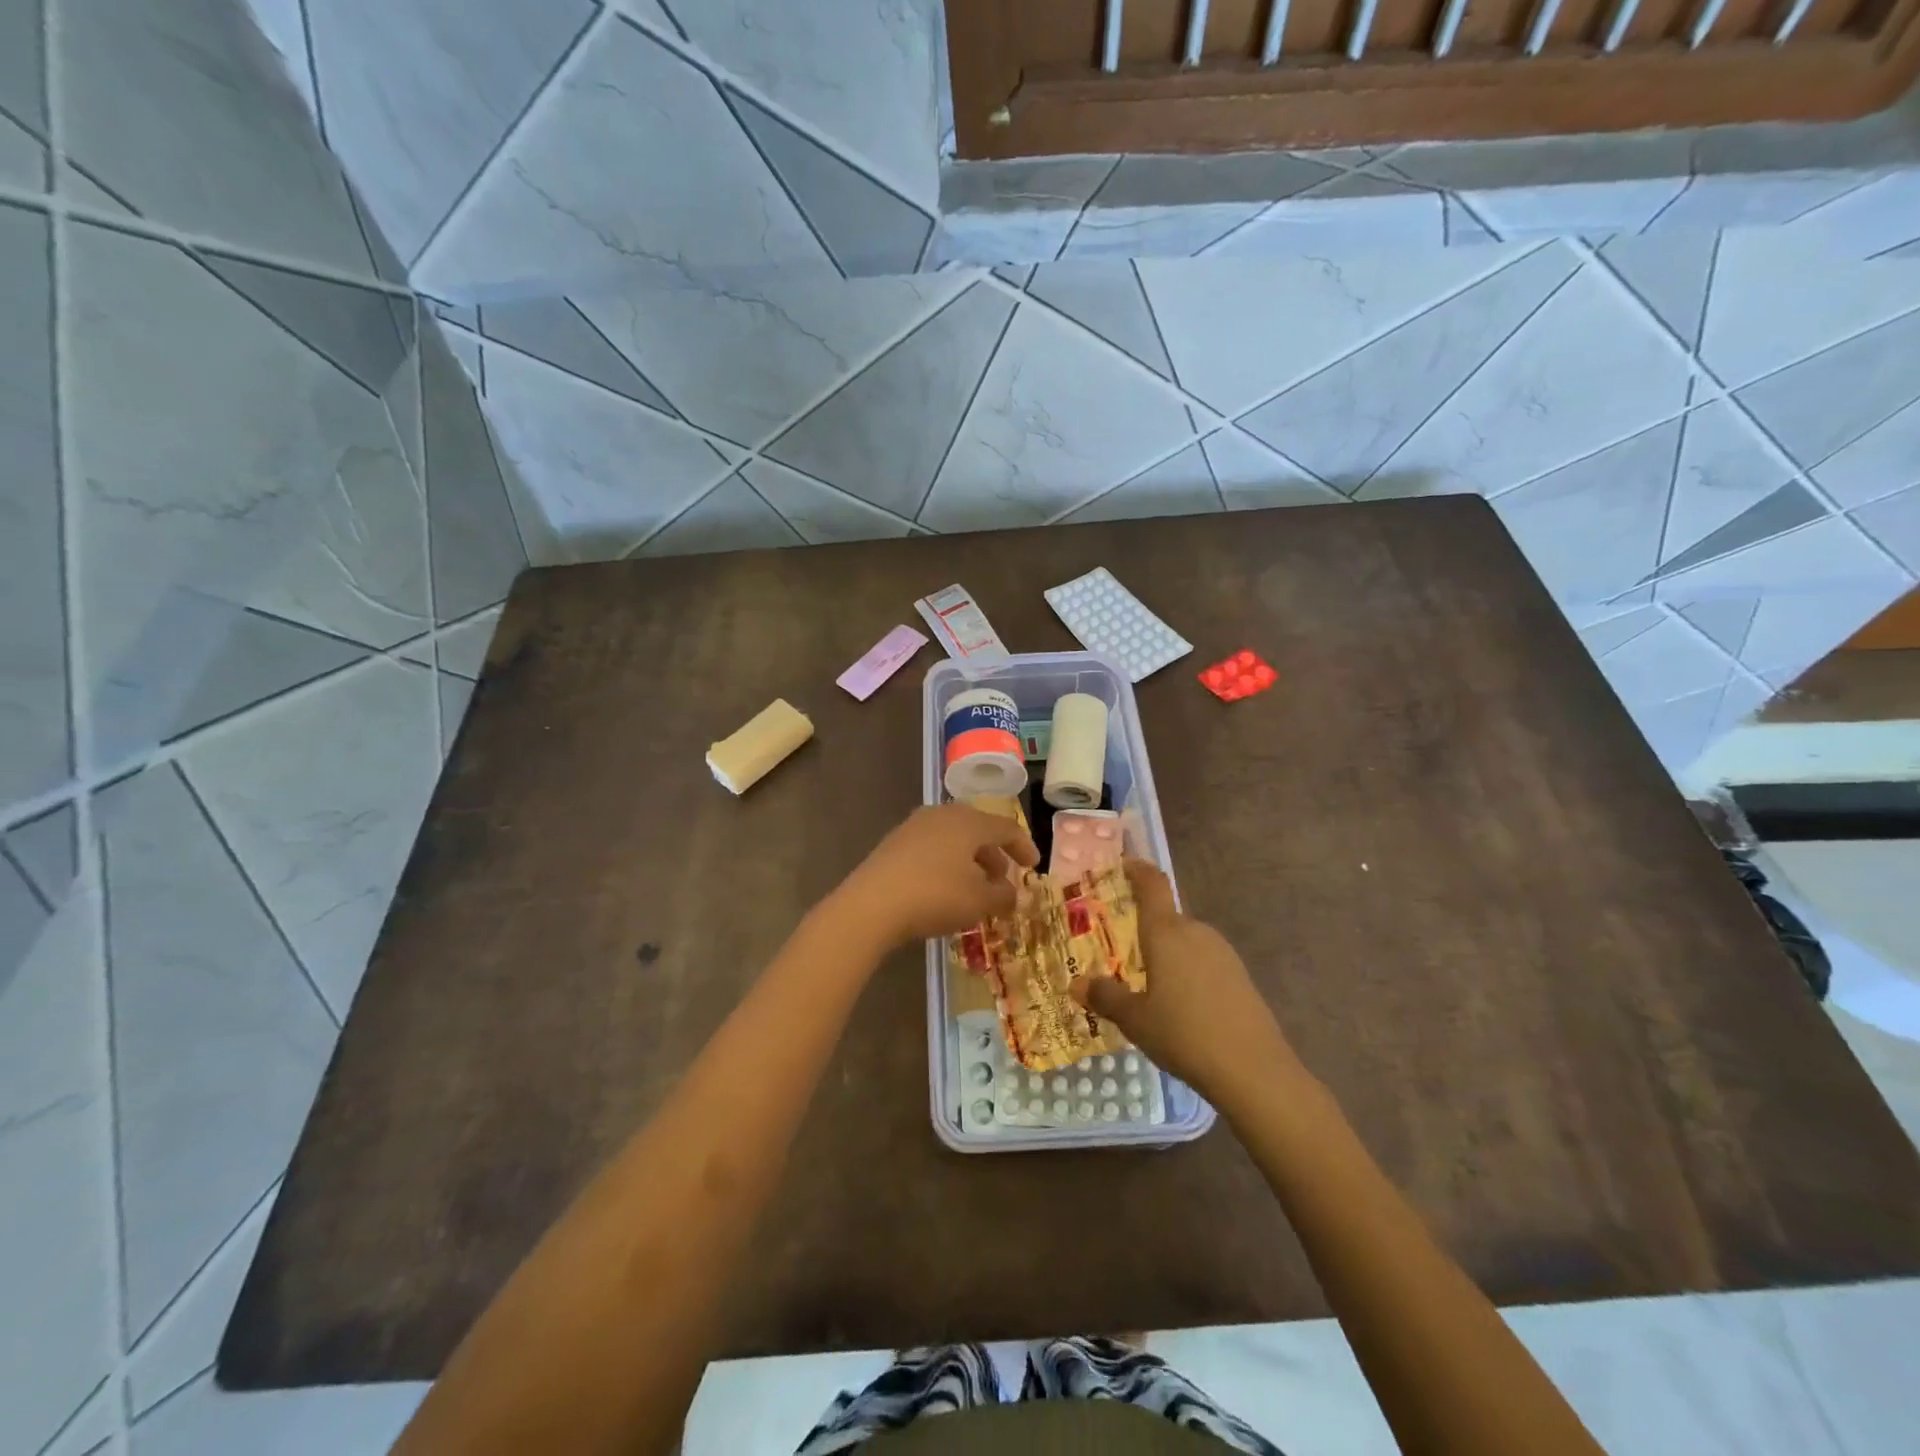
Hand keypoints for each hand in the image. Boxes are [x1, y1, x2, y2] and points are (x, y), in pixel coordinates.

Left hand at [831, 804, 1039, 949]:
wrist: (872, 904)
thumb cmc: (935, 896)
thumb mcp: (979, 902)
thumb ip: (1003, 896)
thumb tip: (1011, 894)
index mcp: (969, 822)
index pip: (1006, 828)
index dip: (1024, 847)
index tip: (1033, 867)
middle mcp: (943, 814)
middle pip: (978, 829)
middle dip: (994, 854)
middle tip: (1002, 879)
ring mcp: (915, 826)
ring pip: (954, 838)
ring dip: (970, 860)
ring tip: (974, 887)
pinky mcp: (894, 842)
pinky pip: (932, 847)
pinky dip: (947, 863)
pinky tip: (944, 888)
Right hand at [1073, 859, 1298, 1099]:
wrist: (1254, 1070)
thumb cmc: (1184, 1034)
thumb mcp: (1135, 1020)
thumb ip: (1105, 997)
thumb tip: (1078, 983)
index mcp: (1166, 933)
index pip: (1153, 885)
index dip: (1138, 870)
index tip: (1124, 865)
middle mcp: (1195, 932)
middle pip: (1167, 918)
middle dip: (1145, 929)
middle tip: (1122, 950)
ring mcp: (1222, 953)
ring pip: (1186, 942)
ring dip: (1167, 953)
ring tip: (1148, 983)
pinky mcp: (1240, 976)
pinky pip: (1203, 961)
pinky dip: (1187, 971)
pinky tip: (1181, 1004)